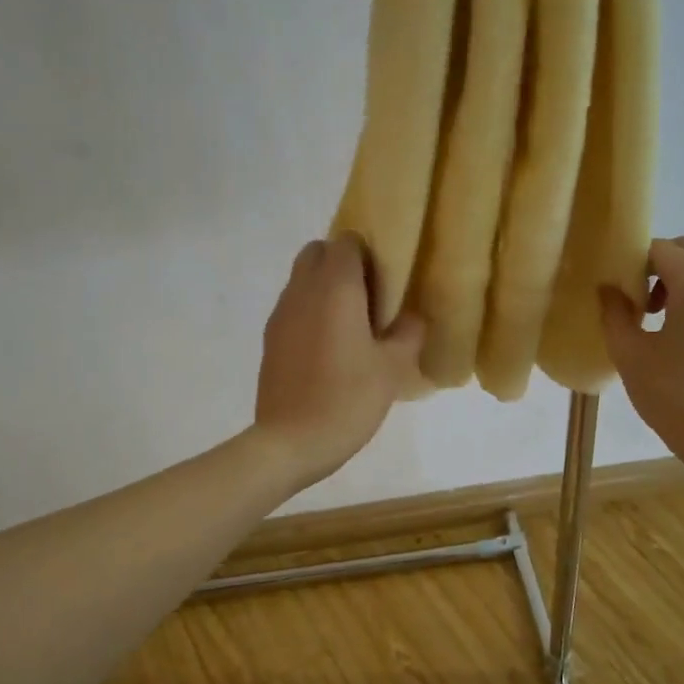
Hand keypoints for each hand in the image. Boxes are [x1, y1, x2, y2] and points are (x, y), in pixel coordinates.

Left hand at [254, 235, 424, 488]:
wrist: (291, 441)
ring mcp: (281, 314)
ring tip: (350, 326)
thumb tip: (412, 317)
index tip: (386, 283)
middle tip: (368, 299)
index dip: (368, 254)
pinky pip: (292, 308)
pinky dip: (310, 313)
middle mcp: (302, 290)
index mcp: (335, 287)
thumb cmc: (348, 398)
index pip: (347, 242)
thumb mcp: (393, 368)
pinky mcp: (270, 339)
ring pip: (302, 280)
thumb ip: (409, 333)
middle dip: (342, 265)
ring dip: (324, 289)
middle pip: (318, 252)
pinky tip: (328, 349)